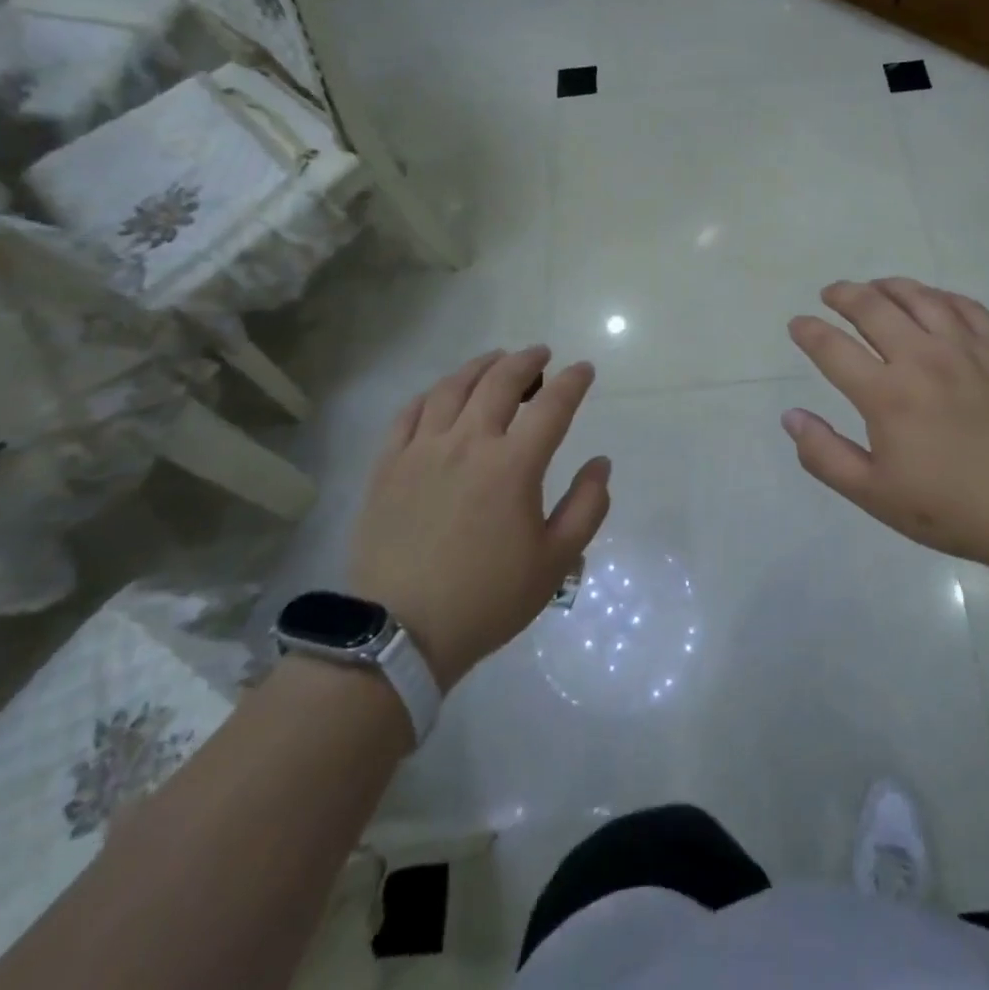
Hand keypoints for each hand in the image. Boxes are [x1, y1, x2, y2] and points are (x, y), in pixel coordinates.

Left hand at [351, 347, 610, 690]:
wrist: (400, 633)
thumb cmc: (487, 599)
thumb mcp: (556, 562)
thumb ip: (587, 507)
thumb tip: (600, 464)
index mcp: (513, 466)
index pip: (552, 406)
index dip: (573, 382)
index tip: (584, 370)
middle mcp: (468, 443)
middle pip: (500, 382)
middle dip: (527, 361)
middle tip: (541, 355)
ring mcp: (422, 450)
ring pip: (452, 388)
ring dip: (480, 367)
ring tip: (496, 360)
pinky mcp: (388, 465)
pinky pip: (409, 413)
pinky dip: (431, 394)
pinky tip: (442, 395)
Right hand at [783, 279, 988, 565]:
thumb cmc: (951, 508)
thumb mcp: (874, 495)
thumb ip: (824, 455)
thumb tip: (790, 416)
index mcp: (886, 394)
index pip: (832, 347)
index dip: (808, 331)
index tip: (798, 324)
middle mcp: (922, 358)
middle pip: (873, 307)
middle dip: (843, 295)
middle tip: (830, 294)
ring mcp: (965, 349)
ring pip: (919, 297)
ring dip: (889, 286)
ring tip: (874, 287)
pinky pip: (966, 306)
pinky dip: (940, 296)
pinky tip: (932, 300)